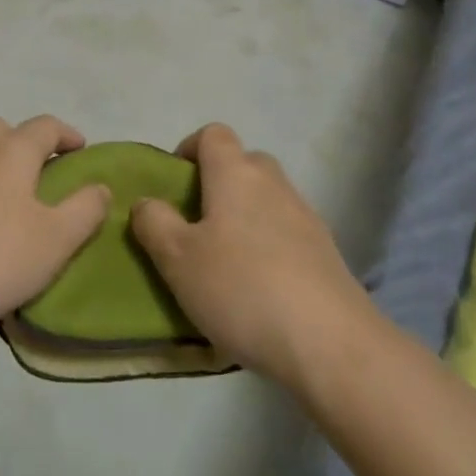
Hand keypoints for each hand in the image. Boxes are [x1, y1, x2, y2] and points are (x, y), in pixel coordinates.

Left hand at [0, 116, 109, 349]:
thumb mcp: (55, 240)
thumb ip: (85, 210)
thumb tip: (100, 187)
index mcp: (11, 150)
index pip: (45, 125)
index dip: (67, 134)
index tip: (81, 151)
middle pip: (3, 132)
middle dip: (25, 146)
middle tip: (42, 179)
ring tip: (9, 216)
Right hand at [130, 124, 368, 386]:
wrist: (329, 342)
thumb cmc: (241, 288)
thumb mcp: (178, 259)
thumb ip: (154, 223)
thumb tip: (146, 203)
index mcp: (235, 173)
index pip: (213, 134)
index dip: (190, 149)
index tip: (174, 185)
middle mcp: (273, 182)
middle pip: (242, 163)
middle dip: (217, 184)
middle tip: (196, 226)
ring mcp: (305, 214)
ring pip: (266, 198)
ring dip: (244, 216)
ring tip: (225, 263)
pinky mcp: (325, 250)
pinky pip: (287, 231)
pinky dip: (269, 245)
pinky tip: (259, 288)